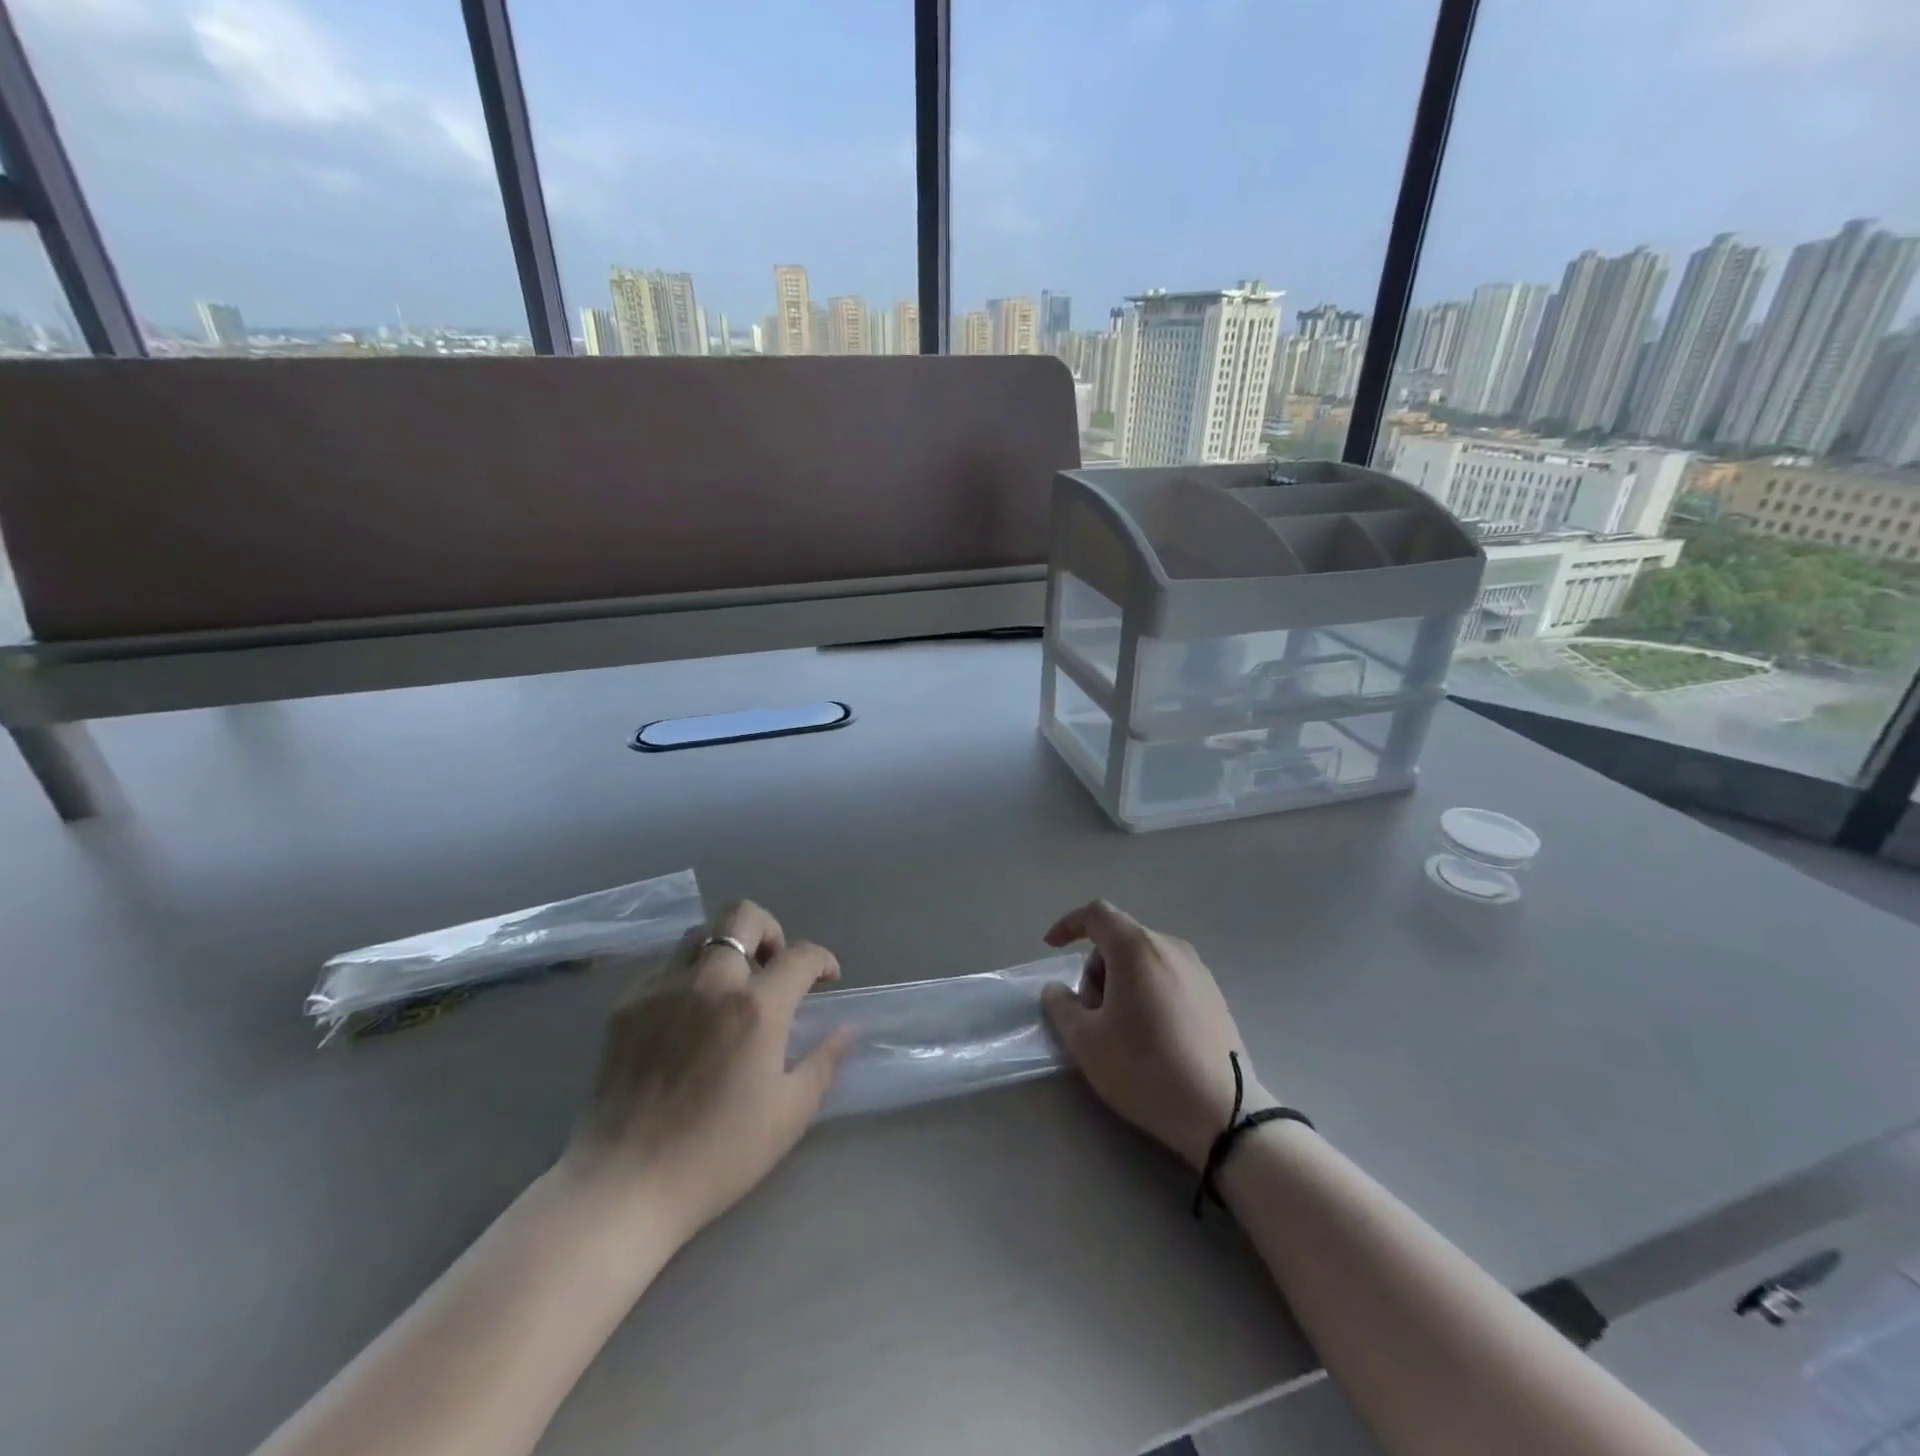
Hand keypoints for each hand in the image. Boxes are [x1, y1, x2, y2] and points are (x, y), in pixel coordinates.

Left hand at [558, 901, 854, 1241]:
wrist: (624, 1184)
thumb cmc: (718, 1153)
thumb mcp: (789, 1113)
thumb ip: (825, 1061)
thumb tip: (847, 1028)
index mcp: (756, 1006)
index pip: (801, 955)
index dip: (822, 960)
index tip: (826, 978)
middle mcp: (710, 981)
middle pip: (743, 915)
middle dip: (770, 930)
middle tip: (774, 968)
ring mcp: (663, 988)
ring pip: (701, 933)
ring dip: (727, 947)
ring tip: (732, 987)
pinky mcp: (627, 1004)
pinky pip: (666, 967)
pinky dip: (688, 976)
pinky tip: (690, 1016)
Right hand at [1040, 900, 1266, 1170]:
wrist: (1223, 1113)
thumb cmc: (1145, 1069)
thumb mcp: (1085, 1042)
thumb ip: (1060, 1006)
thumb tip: (1057, 989)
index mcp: (1136, 948)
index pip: (1096, 914)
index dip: (1069, 924)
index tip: (1052, 947)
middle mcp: (1170, 947)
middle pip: (1120, 939)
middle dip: (1096, 968)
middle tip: (1090, 1013)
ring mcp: (1198, 969)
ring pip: (1144, 958)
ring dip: (1121, 981)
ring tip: (1121, 1028)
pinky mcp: (1215, 995)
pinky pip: (1168, 976)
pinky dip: (1148, 991)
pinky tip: (1152, 1035)